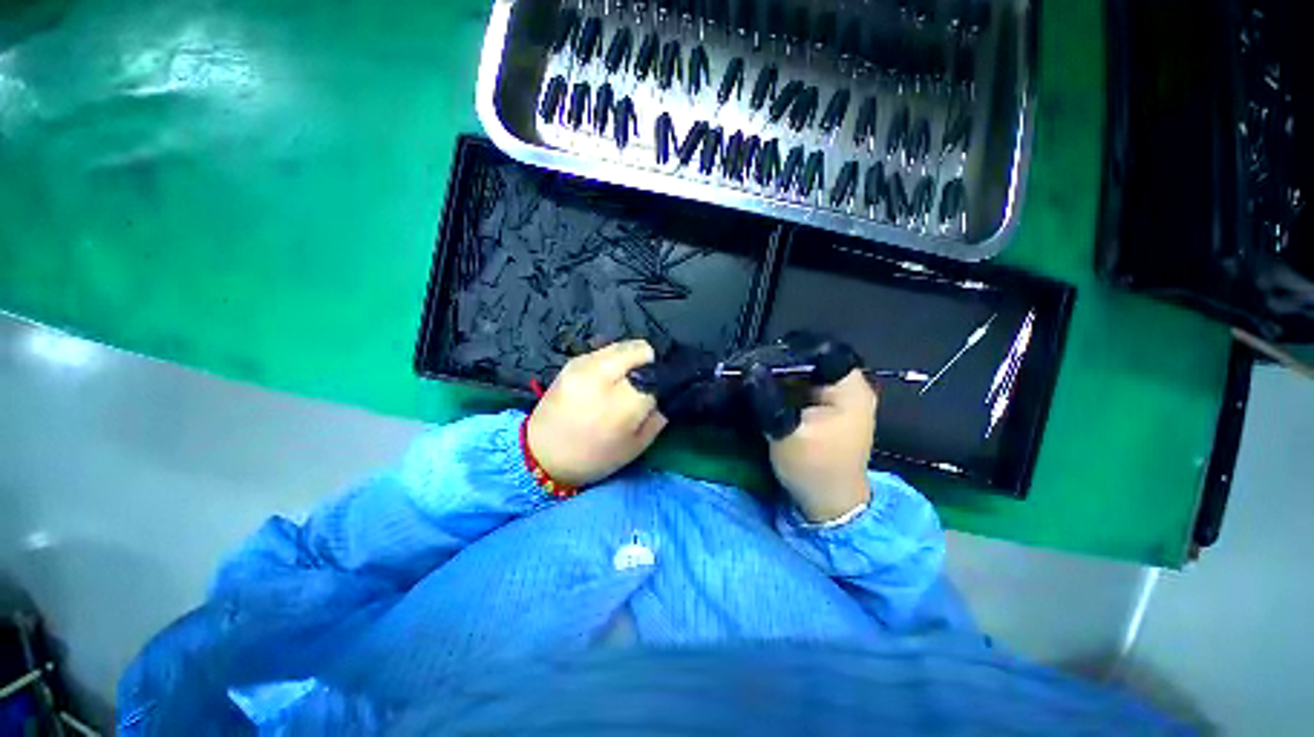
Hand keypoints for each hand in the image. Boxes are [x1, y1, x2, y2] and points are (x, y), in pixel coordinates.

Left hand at [527, 340, 667, 486]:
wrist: (540, 454)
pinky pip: (606, 349)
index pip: (656, 378)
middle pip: (641, 349)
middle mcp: (603, 376)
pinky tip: (612, 375)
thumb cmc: (593, 458)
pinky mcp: (573, 360)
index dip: (664, 382)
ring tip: (631, 376)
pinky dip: (616, 358)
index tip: (665, 389)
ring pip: (624, 344)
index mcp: (621, 403)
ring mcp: (584, 364)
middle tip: (650, 379)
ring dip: (634, 357)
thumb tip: (665, 394)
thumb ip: (657, 418)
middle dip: (652, 361)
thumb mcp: (635, 447)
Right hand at [745, 333, 876, 522]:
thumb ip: (769, 399)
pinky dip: (785, 386)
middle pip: (813, 359)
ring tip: (755, 375)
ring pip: (806, 372)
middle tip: (752, 366)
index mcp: (850, 389)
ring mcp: (839, 397)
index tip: (761, 357)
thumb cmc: (814, 469)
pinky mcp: (827, 408)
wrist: (829, 503)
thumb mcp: (787, 433)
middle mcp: (849, 386)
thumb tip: (750, 369)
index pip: (821, 351)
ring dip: (782, 374)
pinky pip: (804, 386)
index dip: (790, 349)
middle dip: (782, 361)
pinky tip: (766, 389)